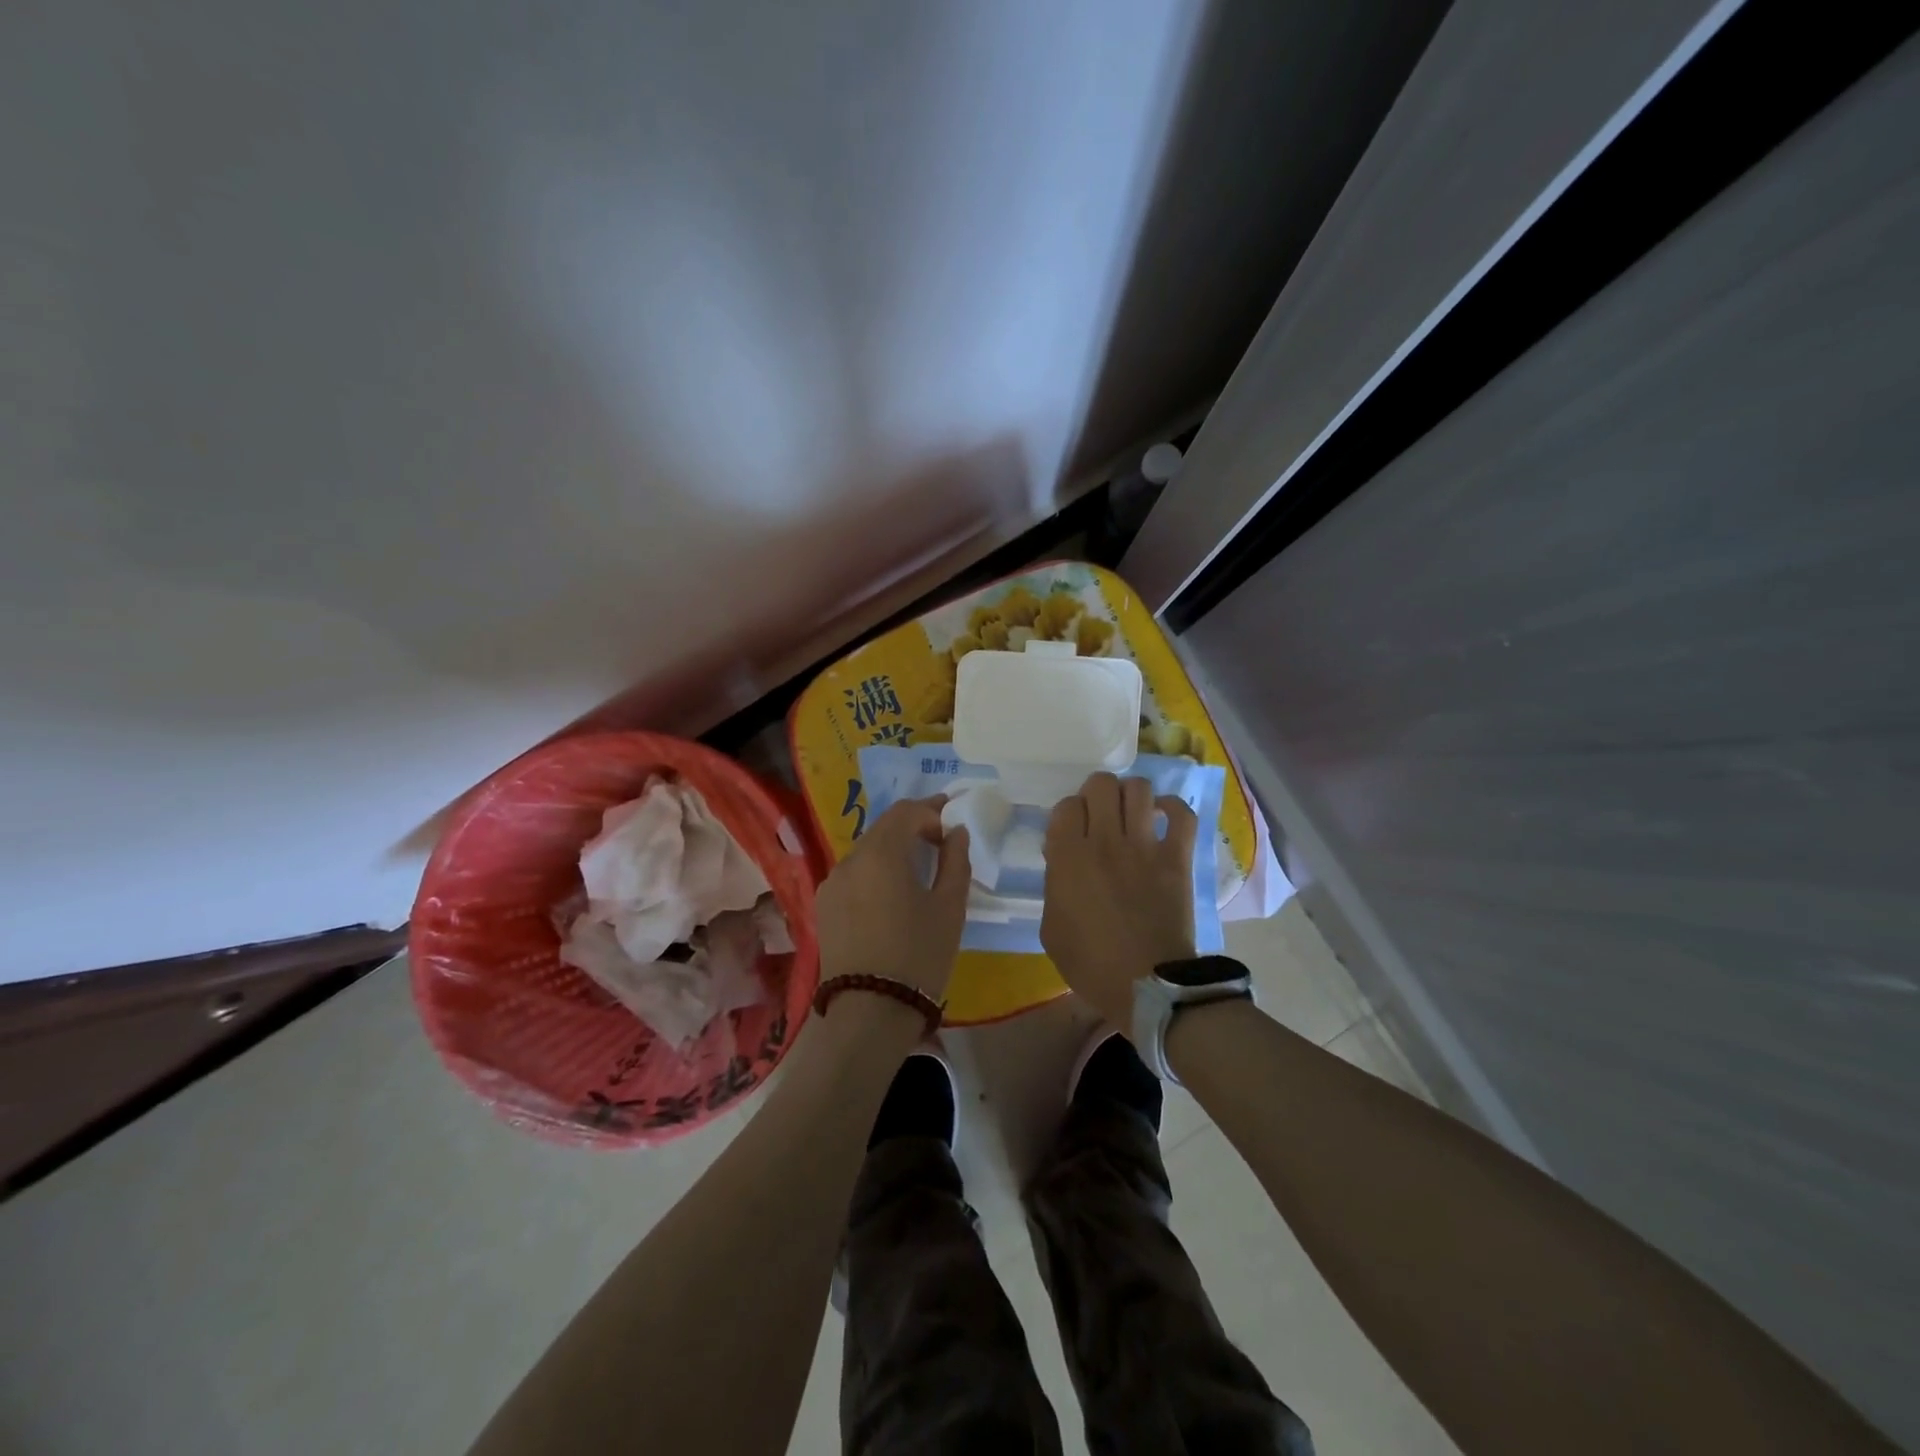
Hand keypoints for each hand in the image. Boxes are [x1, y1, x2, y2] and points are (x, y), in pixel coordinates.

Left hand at [815, 797, 970, 1006]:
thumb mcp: (949, 907)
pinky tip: (892, 890)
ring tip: (919, 865)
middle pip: (883, 827)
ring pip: (866, 850)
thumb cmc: (919, 955)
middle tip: (941, 837)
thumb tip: (955, 832)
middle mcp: (849, 859)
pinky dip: (875, 869)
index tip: (954, 822)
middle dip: (913, 825)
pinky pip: (854, 873)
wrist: (870, 1011)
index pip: (906, 811)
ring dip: (893, 848)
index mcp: (881, 853)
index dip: (933, 810)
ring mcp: (832, 883)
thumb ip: (956, 861)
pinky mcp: (824, 906)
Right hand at [1041, 772, 1197, 1028]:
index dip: (1069, 814)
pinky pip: (1181, 814)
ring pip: (1138, 789)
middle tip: (1100, 815)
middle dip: (1097, 794)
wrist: (1148, 986)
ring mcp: (1144, 846)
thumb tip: (1063, 859)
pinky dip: (1172, 808)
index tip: (1072, 833)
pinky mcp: (1177, 858)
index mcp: (1068, 857)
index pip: (1066, 805)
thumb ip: (1053, 885)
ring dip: (1131, 795)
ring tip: (1131, 812)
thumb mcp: (1051, 928)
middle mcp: (1105, 841)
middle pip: (1100, 784)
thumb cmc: (1091, 964)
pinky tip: (1163, 816)